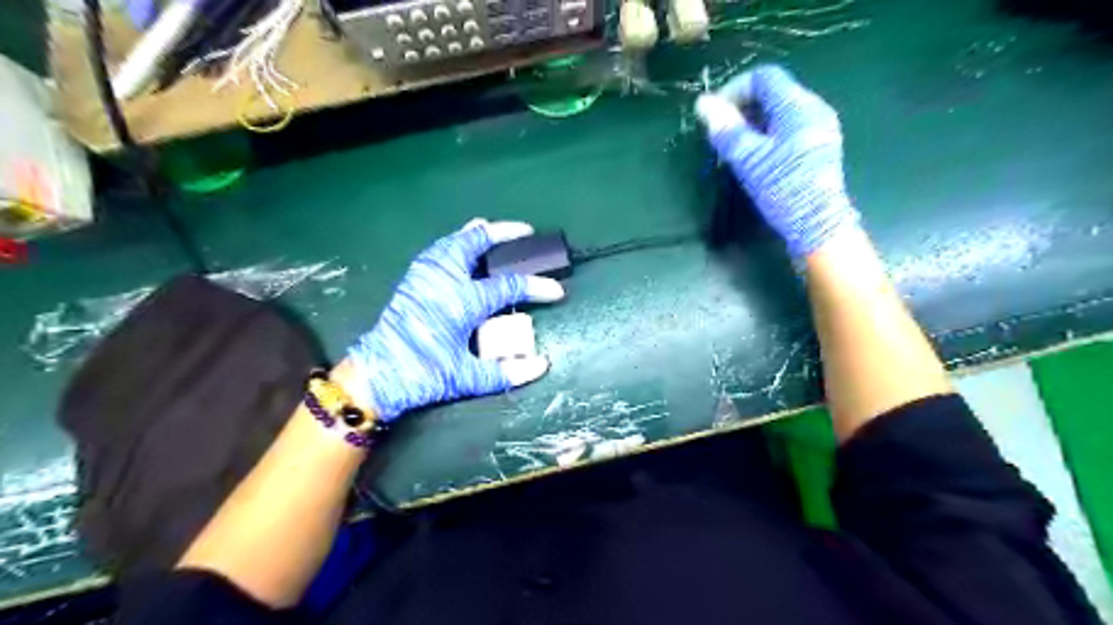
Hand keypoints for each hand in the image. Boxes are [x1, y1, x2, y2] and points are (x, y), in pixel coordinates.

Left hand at [348, 218, 566, 419]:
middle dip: (503, 232)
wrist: (375, 376)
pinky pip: (438, 250)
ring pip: (453, 241)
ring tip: (492, 231)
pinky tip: (460, 248)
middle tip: (525, 231)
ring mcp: (424, 276)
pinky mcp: (412, 280)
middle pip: (475, 243)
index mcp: (461, 301)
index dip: (536, 287)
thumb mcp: (466, 378)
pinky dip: (454, 242)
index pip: (508, 286)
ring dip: (476, 234)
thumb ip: (505, 373)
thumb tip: (541, 365)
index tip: (557, 291)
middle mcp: (443, 280)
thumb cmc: (422, 375)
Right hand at [694, 62, 858, 255]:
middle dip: (742, 108)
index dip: (735, 89)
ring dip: (752, 123)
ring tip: (734, 148)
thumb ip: (726, 129)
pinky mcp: (818, 147)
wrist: (817, 225)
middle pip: (773, 92)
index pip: (764, 77)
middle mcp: (814, 109)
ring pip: (779, 112)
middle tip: (721, 134)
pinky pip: (788, 128)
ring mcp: (819, 128)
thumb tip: (703, 103)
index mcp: (798, 106)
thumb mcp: (749, 159)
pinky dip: (767, 134)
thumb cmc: (783, 189)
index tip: (715, 114)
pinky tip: (755, 157)